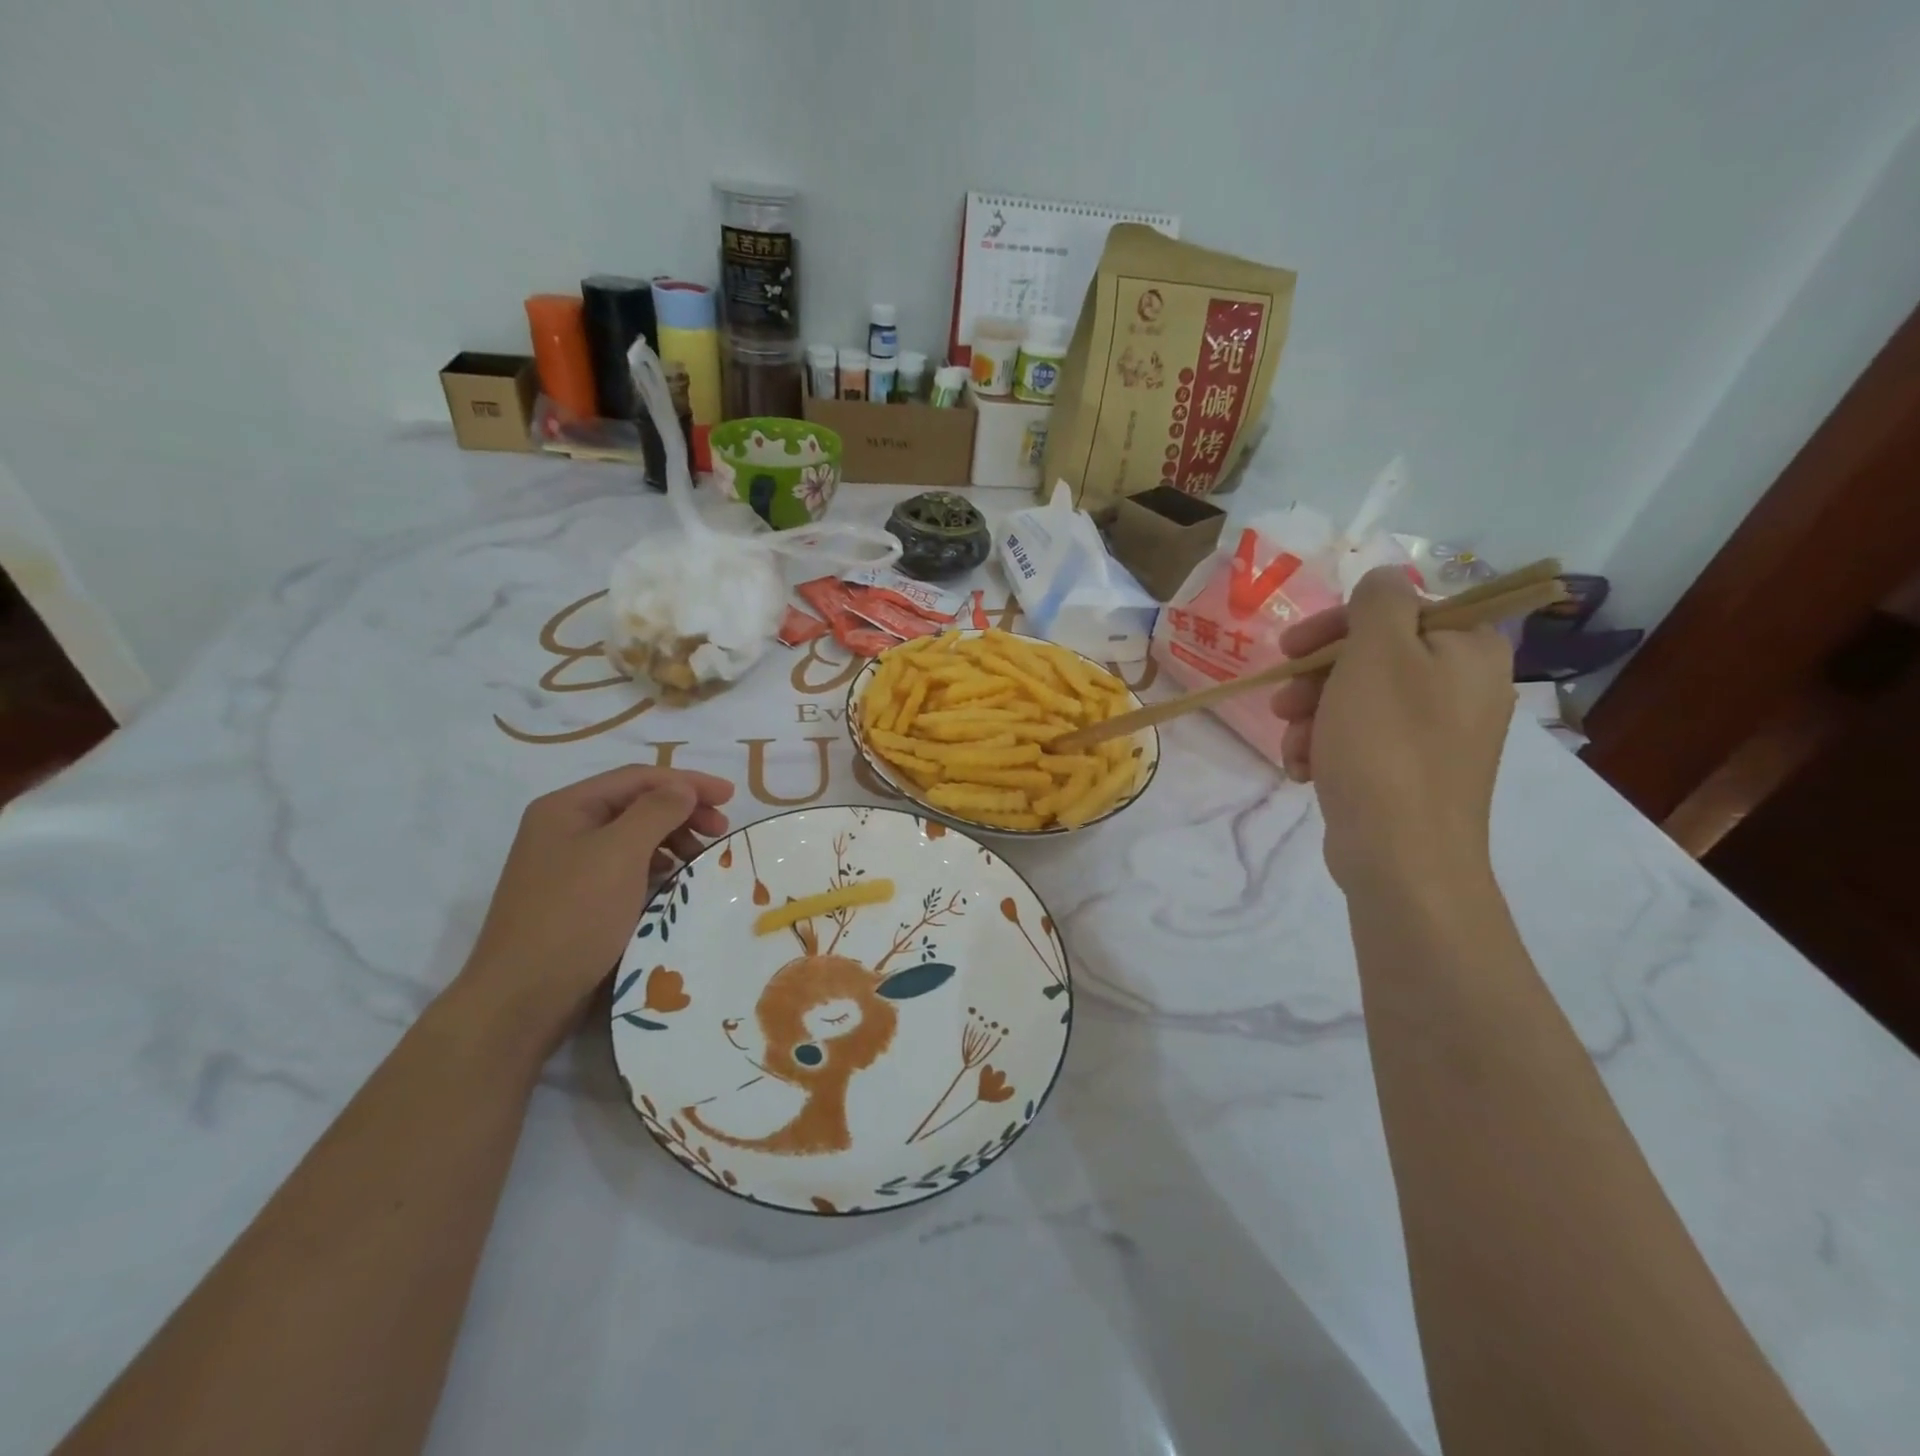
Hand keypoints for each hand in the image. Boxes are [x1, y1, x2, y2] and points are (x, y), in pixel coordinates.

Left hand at [451, 766, 734, 1056]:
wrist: (521, 997)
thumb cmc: (573, 916)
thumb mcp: (620, 854)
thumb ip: (657, 811)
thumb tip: (684, 788)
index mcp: (566, 807)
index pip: (638, 778)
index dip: (687, 782)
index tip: (731, 797)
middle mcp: (563, 827)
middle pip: (635, 803)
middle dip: (682, 810)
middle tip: (720, 829)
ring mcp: (567, 864)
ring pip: (632, 835)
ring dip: (672, 838)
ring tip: (701, 857)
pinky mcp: (576, 896)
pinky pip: (625, 865)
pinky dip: (655, 864)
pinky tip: (671, 878)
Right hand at [1271, 568, 1514, 897]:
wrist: (1401, 856)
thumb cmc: (1387, 746)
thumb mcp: (1378, 653)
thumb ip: (1379, 601)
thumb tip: (1385, 578)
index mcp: (1469, 650)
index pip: (1398, 610)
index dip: (1338, 625)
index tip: (1293, 648)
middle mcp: (1463, 687)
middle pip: (1372, 658)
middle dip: (1316, 679)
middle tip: (1283, 702)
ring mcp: (1438, 735)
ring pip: (1357, 701)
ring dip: (1312, 717)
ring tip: (1293, 745)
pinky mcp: (1412, 773)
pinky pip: (1361, 741)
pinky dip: (1326, 748)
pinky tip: (1304, 769)